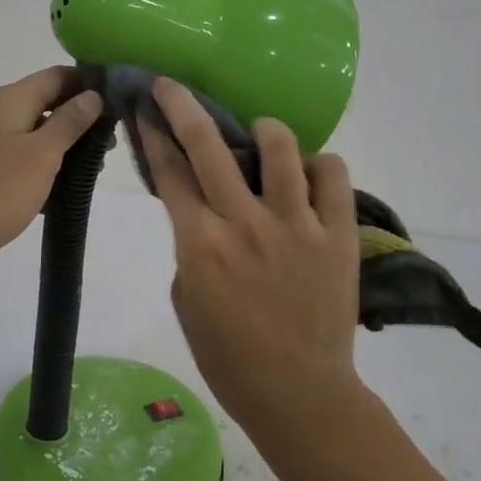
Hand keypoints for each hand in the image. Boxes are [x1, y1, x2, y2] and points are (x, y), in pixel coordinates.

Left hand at [0, 66, 104, 282]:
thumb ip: (69, 122)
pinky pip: (13, 157)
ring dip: (58, 146)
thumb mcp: (42, 155)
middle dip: (76, 119)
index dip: (87, 83)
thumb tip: (91, 94)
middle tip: (107, 145)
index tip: (118, 103)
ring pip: (28, 132)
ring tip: (87, 171)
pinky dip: (37, 166)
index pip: (56, 76)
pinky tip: (54, 191)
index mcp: (8, 100)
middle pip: (42, 102)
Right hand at [142, 76, 476, 480]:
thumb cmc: (230, 358)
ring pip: (280, 148)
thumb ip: (190, 248)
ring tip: (260, 132)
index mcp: (200, 244)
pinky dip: (319, 165)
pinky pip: (333, 176)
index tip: (143, 107)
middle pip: (208, 144)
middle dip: (182, 104)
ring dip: (263, 129)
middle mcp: (244, 223)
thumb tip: (201, 214)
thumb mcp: (186, 301)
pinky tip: (309, 174)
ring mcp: (296, 225)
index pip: (169, 172)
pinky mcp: (337, 234)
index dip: (152, 134)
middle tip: (172, 85)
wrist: (299, 395)